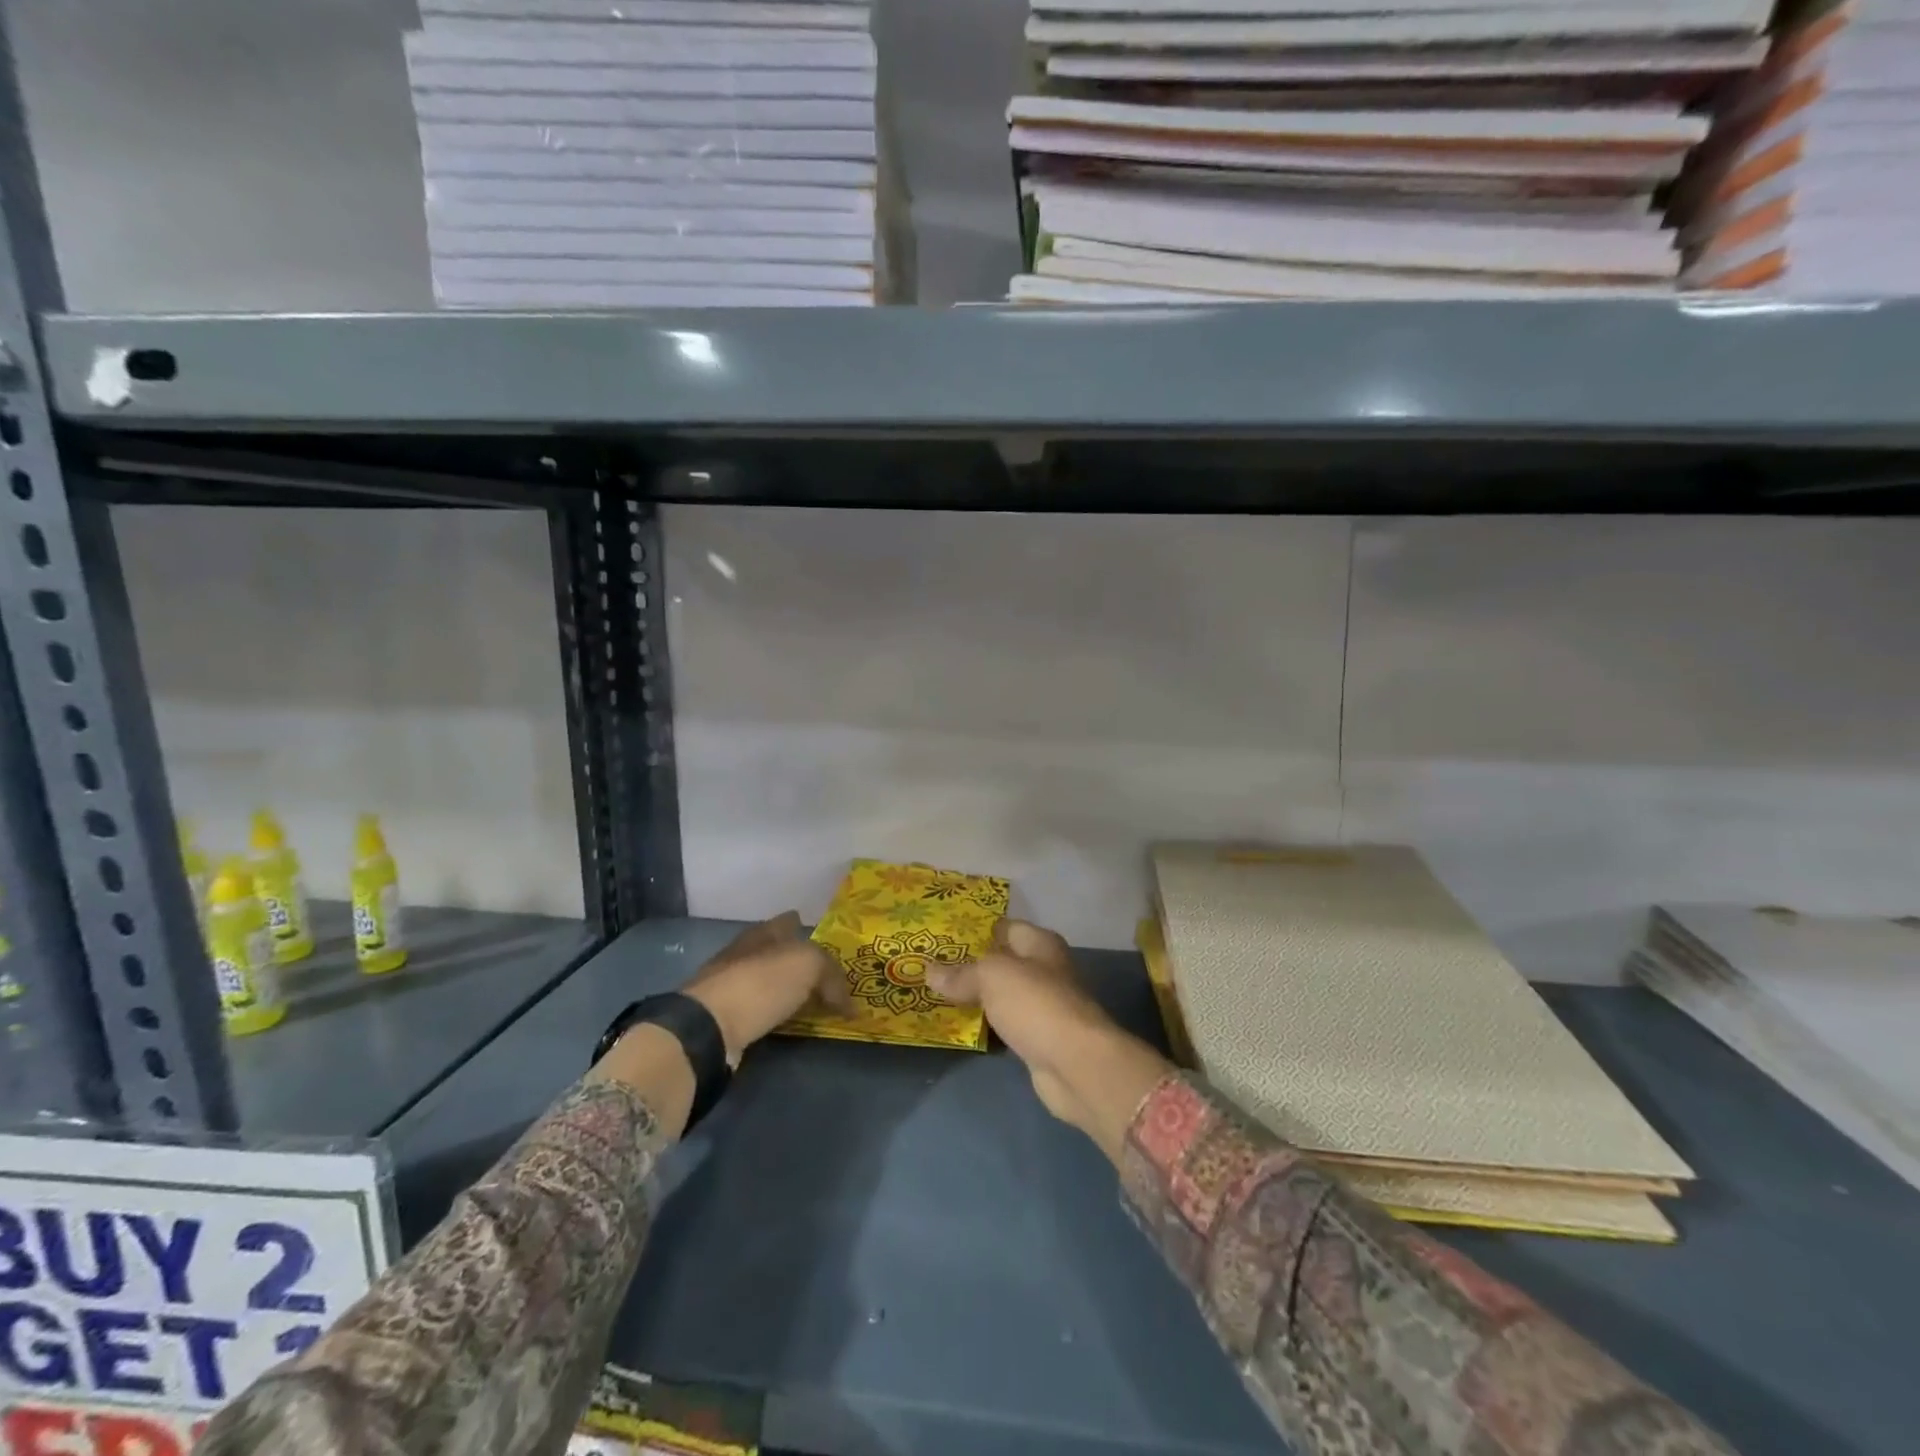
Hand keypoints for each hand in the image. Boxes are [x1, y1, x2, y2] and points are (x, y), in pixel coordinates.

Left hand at [683, 912, 849, 1063]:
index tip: (824, 940)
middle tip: (827, 978)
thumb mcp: (809, 965)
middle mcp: (745, 953)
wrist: (708, 1027)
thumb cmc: (760, 983)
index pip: (788, 921)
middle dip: (798, 961)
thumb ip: (833, 976)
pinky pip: (761, 1011)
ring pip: (768, 982)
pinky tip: (788, 1023)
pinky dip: (776, 1015)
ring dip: (787, 991)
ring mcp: (731, 986)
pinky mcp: (724, 1018)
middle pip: (778, 952)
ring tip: (812, 1004)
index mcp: (764, 933)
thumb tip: (849, 1004)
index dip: (805, 926)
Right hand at [928, 919, 1169, 1159]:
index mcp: (1040, 943)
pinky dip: (985, 1024)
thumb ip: (961, 973)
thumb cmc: (1036, 1004)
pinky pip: (1004, 1024)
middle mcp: (1044, 969)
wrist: (1075, 1064)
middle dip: (969, 964)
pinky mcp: (1038, 1038)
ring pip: (1001, 995)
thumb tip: (929, 971)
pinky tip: (958, 1025)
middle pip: (1002, 962)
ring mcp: (1043, 1006)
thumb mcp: (992, 977)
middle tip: (930, 965)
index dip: (974, 929)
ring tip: (935, 993)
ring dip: (975, 996)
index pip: (1004, 926)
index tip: (940, 935)